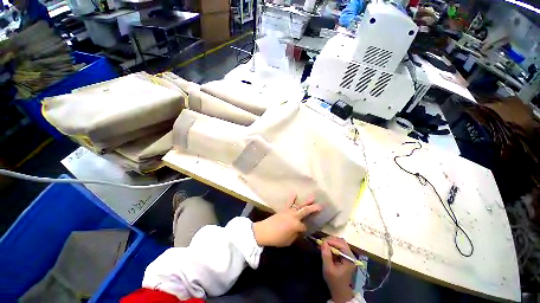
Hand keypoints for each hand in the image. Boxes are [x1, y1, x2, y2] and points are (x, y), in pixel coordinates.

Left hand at [253, 195, 320, 246]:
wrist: (264, 231)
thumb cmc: (277, 238)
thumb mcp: (288, 241)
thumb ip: (295, 235)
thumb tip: (298, 231)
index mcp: (296, 225)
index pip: (304, 227)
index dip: (304, 230)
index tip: (302, 232)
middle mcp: (294, 216)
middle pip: (305, 211)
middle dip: (313, 209)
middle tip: (321, 206)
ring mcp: (289, 211)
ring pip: (299, 205)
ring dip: (306, 201)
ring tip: (312, 197)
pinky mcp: (284, 209)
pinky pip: (289, 203)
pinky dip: (292, 198)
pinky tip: (294, 193)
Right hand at [321, 237, 355, 302]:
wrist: (339, 291)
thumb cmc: (334, 281)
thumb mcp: (328, 269)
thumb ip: (326, 255)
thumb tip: (323, 243)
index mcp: (349, 259)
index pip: (341, 244)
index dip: (331, 241)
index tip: (321, 242)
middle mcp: (350, 255)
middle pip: (341, 241)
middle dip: (330, 240)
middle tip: (321, 242)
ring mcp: (348, 255)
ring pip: (339, 242)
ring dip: (331, 241)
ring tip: (323, 244)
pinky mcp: (344, 256)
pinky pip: (338, 246)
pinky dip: (331, 245)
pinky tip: (326, 247)